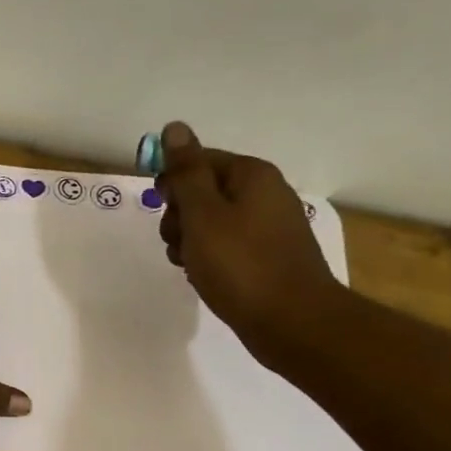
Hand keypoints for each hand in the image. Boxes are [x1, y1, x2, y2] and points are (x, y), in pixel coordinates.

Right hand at [155, 122, 346, 361]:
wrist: (291, 322)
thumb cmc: (241, 265)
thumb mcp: (203, 215)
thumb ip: (186, 172)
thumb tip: (174, 128)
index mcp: (251, 176)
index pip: (198, 160)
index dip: (172, 182)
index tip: (159, 206)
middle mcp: (263, 194)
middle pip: (202, 191)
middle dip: (179, 216)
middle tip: (179, 241)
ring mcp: (266, 227)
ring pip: (208, 222)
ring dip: (188, 241)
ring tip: (192, 264)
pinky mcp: (265, 256)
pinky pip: (223, 246)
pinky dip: (207, 258)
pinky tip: (204, 276)